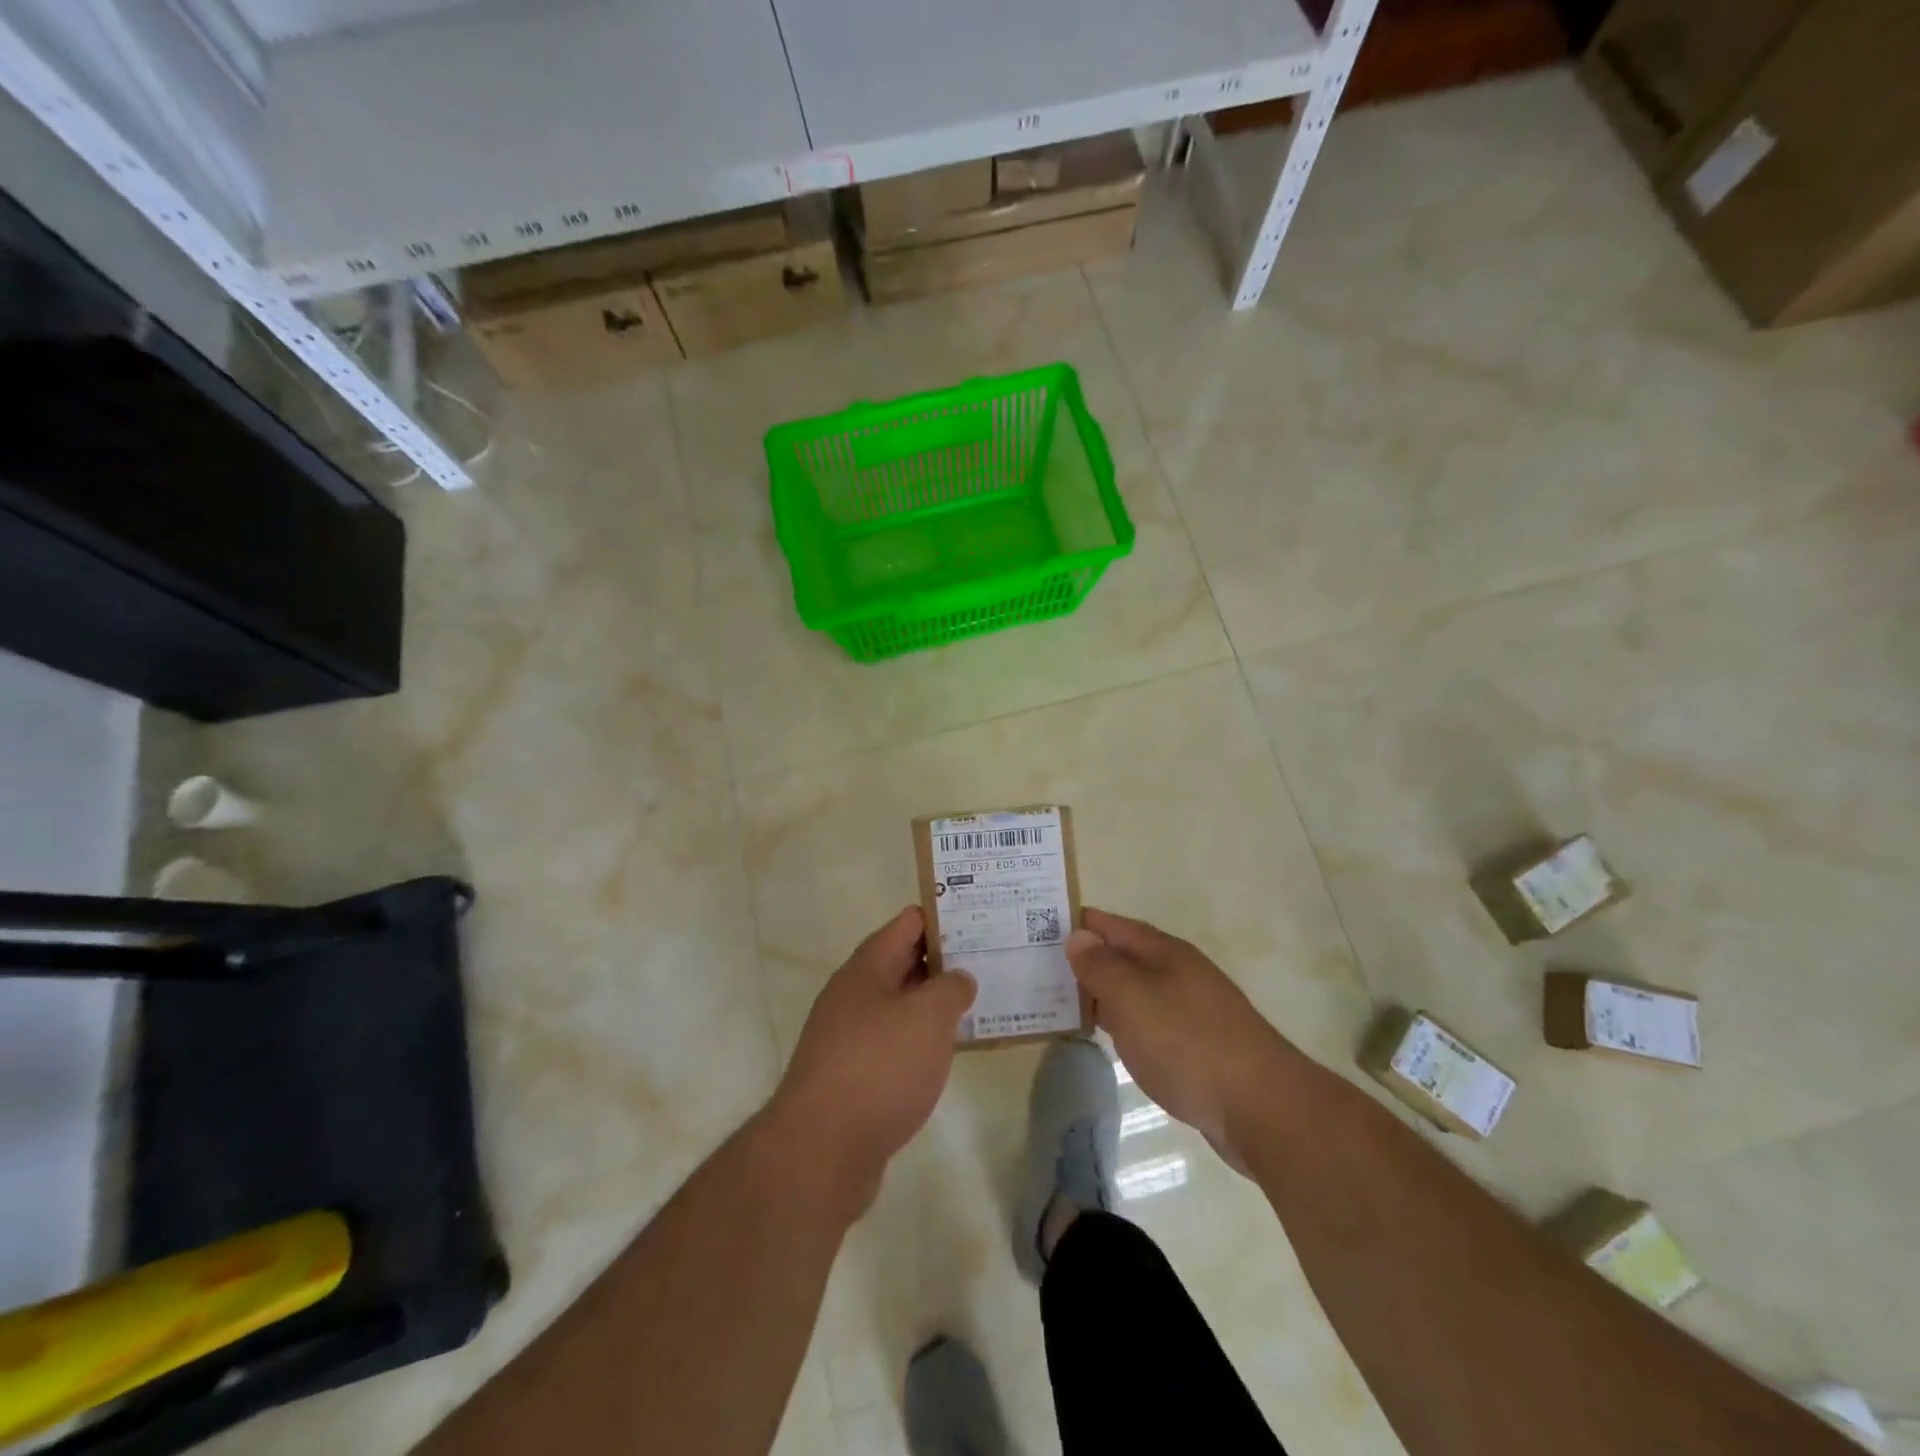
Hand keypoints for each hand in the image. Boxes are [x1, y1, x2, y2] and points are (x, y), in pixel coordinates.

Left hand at [769, 907, 975, 1213]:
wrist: (821, 1152)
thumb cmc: (878, 1068)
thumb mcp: (927, 1018)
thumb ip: (950, 989)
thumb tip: (958, 979)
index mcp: (867, 969)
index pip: (907, 924)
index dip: (944, 918)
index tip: (981, 920)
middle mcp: (854, 996)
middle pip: (903, 963)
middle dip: (944, 961)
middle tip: (992, 960)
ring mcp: (850, 1038)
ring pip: (900, 1006)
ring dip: (935, 1004)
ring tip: (980, 1003)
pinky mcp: (854, 1077)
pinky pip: (895, 1044)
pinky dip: (922, 1042)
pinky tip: (949, 1053)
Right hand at [1066, 908, 1291, 1167]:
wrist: (1260, 1108)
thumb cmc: (1187, 1043)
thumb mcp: (1132, 998)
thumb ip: (1101, 967)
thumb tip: (1079, 936)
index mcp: (1166, 954)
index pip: (1115, 926)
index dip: (1083, 923)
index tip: (1043, 921)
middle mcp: (1180, 975)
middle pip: (1126, 957)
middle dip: (1088, 958)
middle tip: (1042, 963)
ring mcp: (1191, 1012)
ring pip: (1136, 992)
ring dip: (1103, 993)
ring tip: (1063, 999)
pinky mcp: (1197, 1049)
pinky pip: (1148, 1023)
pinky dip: (1123, 1023)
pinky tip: (1109, 1038)